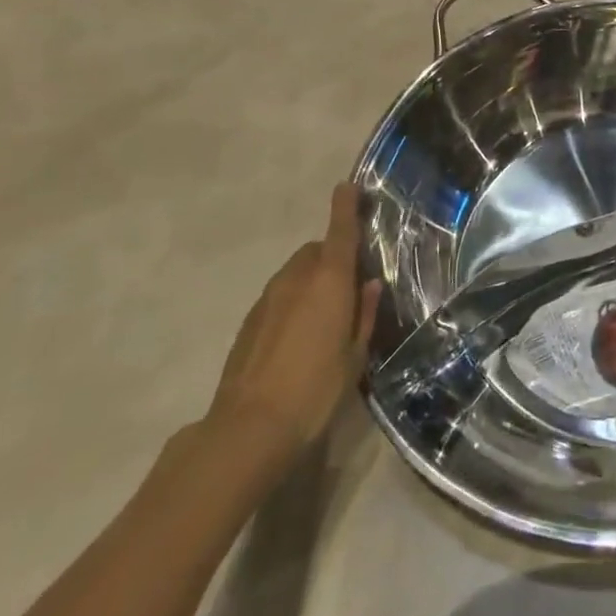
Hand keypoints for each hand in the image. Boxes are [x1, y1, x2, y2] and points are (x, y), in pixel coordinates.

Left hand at [207, 183, 380, 474]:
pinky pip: (277, 297)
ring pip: (294, 274)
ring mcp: (267, 301)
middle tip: (348, 282)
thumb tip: (367, 284)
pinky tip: (297, 336)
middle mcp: (296, 281)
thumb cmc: (316, 389)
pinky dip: (291, 302)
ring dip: (310, 280)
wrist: (248, 429)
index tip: (347, 186)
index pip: (340, 232)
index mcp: (329, 282)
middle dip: (331, 256)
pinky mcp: (248, 324)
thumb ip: (363, 313)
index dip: (344, 207)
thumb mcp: (355, 354)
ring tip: (323, 314)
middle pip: (315, 252)